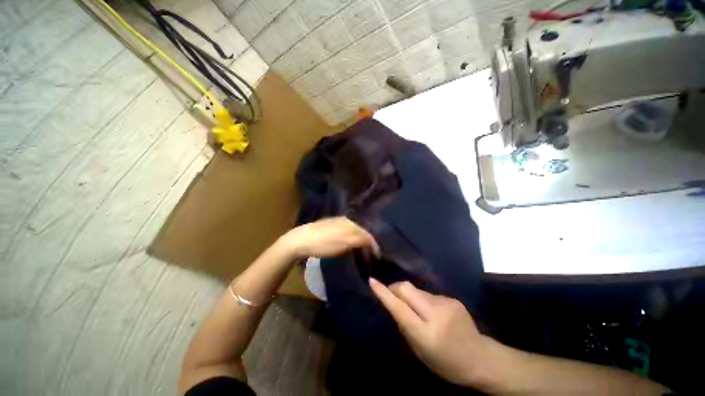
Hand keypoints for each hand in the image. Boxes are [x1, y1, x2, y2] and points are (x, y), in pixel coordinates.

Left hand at [282, 217, 380, 258]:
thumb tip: (372, 242)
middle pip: (361, 231)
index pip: (366, 233)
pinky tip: (349, 245)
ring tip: (363, 251)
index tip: (378, 256)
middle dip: (368, 242)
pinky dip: (351, 240)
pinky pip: (346, 233)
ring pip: (354, 232)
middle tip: (372, 254)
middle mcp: (345, 220)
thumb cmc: (324, 242)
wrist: (301, 240)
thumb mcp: (345, 242)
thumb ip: (361, 240)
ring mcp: (337, 223)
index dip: (374, 244)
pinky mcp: (330, 227)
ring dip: (360, 241)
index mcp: (350, 222)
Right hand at [369, 279, 496, 388]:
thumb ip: (405, 327)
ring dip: (410, 296)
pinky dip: (423, 300)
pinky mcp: (452, 298)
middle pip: (407, 288)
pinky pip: (429, 294)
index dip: (384, 293)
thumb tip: (394, 305)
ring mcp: (446, 303)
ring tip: (415, 309)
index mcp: (427, 334)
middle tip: (391, 293)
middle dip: (395, 288)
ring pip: (417, 290)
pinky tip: (430, 311)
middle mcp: (436, 314)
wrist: (480, 358)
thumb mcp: (420, 352)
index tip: (372, 281)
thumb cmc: (446, 362)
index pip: (400, 308)